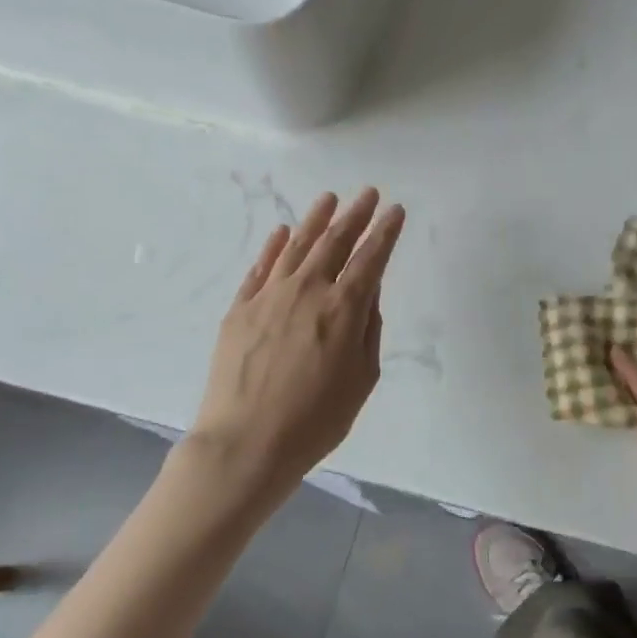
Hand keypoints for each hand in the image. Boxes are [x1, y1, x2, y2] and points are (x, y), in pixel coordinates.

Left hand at [186, 188, 405, 513]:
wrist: (245, 443)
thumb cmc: (316, 419)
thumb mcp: (362, 378)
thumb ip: (368, 329)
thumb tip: (368, 292)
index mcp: (344, 308)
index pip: (371, 258)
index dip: (386, 232)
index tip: (396, 210)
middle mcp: (307, 290)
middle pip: (335, 242)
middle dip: (356, 215)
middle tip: (369, 194)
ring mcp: (269, 296)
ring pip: (296, 245)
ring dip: (316, 219)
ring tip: (329, 198)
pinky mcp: (240, 309)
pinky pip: (260, 267)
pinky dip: (274, 246)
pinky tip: (284, 231)